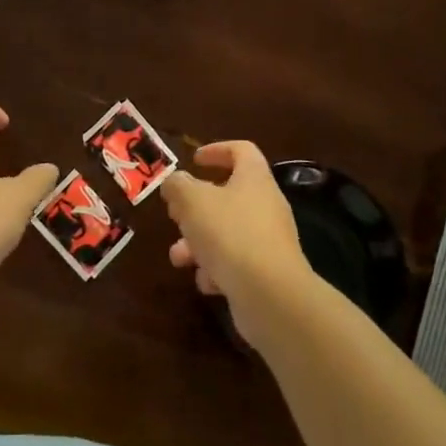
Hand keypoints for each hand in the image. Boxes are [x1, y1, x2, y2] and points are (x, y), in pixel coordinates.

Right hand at [164, 141, 314, 349]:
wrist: (271, 295)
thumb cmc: (230, 234)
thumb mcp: (192, 201)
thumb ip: (178, 186)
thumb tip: (175, 183)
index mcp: (254, 178)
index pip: (241, 150)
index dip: (217, 150)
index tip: (194, 160)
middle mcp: (266, 205)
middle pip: (228, 195)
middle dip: (196, 208)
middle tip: (175, 214)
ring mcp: (268, 240)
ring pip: (226, 232)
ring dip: (198, 242)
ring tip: (178, 257)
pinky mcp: (266, 272)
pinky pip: (236, 263)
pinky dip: (216, 270)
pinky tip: (206, 282)